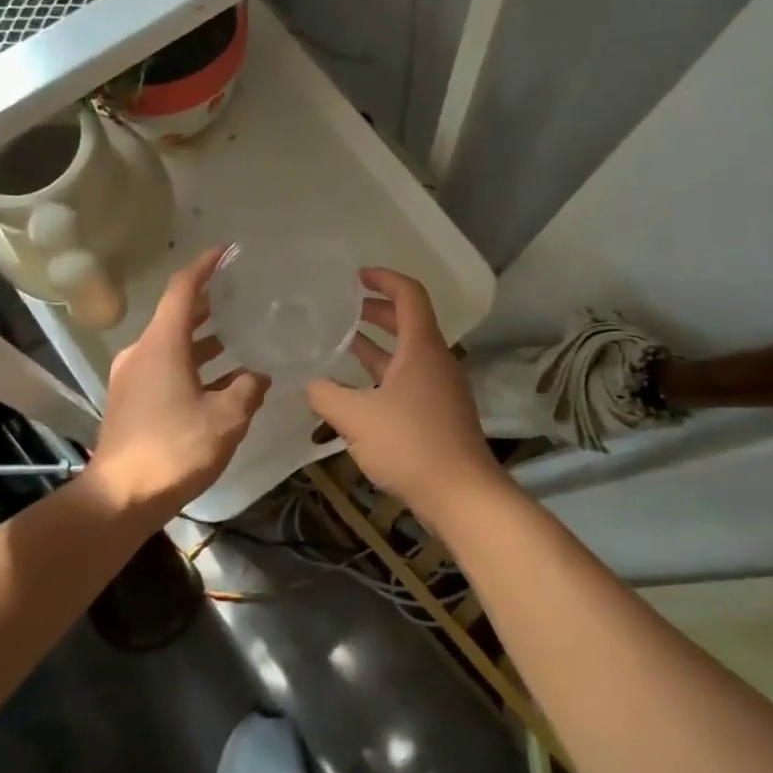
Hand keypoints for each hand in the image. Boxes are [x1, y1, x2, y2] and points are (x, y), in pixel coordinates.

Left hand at [91, 248, 268, 513]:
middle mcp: (143, 352)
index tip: (227, 252)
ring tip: (238, 337)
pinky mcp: (130, 400)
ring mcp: (132, 377)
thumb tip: (259, 375)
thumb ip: (247, 389)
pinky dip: (191, 365)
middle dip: (208, 304)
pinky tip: (219, 382)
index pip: (183, 288)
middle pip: (177, 315)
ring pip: (171, 344)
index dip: (205, 266)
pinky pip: (164, 367)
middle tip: (240, 296)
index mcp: (162, 344)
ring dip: (202, 340)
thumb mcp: (226, 418)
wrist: (120, 497)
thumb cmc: (175, 448)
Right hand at [306, 268, 503, 517]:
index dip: (384, 278)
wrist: (462, 495)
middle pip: (408, 321)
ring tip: (343, 343)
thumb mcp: (356, 418)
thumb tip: (309, 384)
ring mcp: (440, 388)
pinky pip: (408, 378)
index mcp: (421, 348)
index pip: (409, 294)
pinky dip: (383, 372)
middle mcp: (435, 360)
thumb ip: (326, 395)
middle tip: (343, 309)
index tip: (356, 276)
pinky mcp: (439, 413)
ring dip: (377, 344)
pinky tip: (357, 390)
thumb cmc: (411, 445)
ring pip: (406, 353)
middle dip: (376, 311)